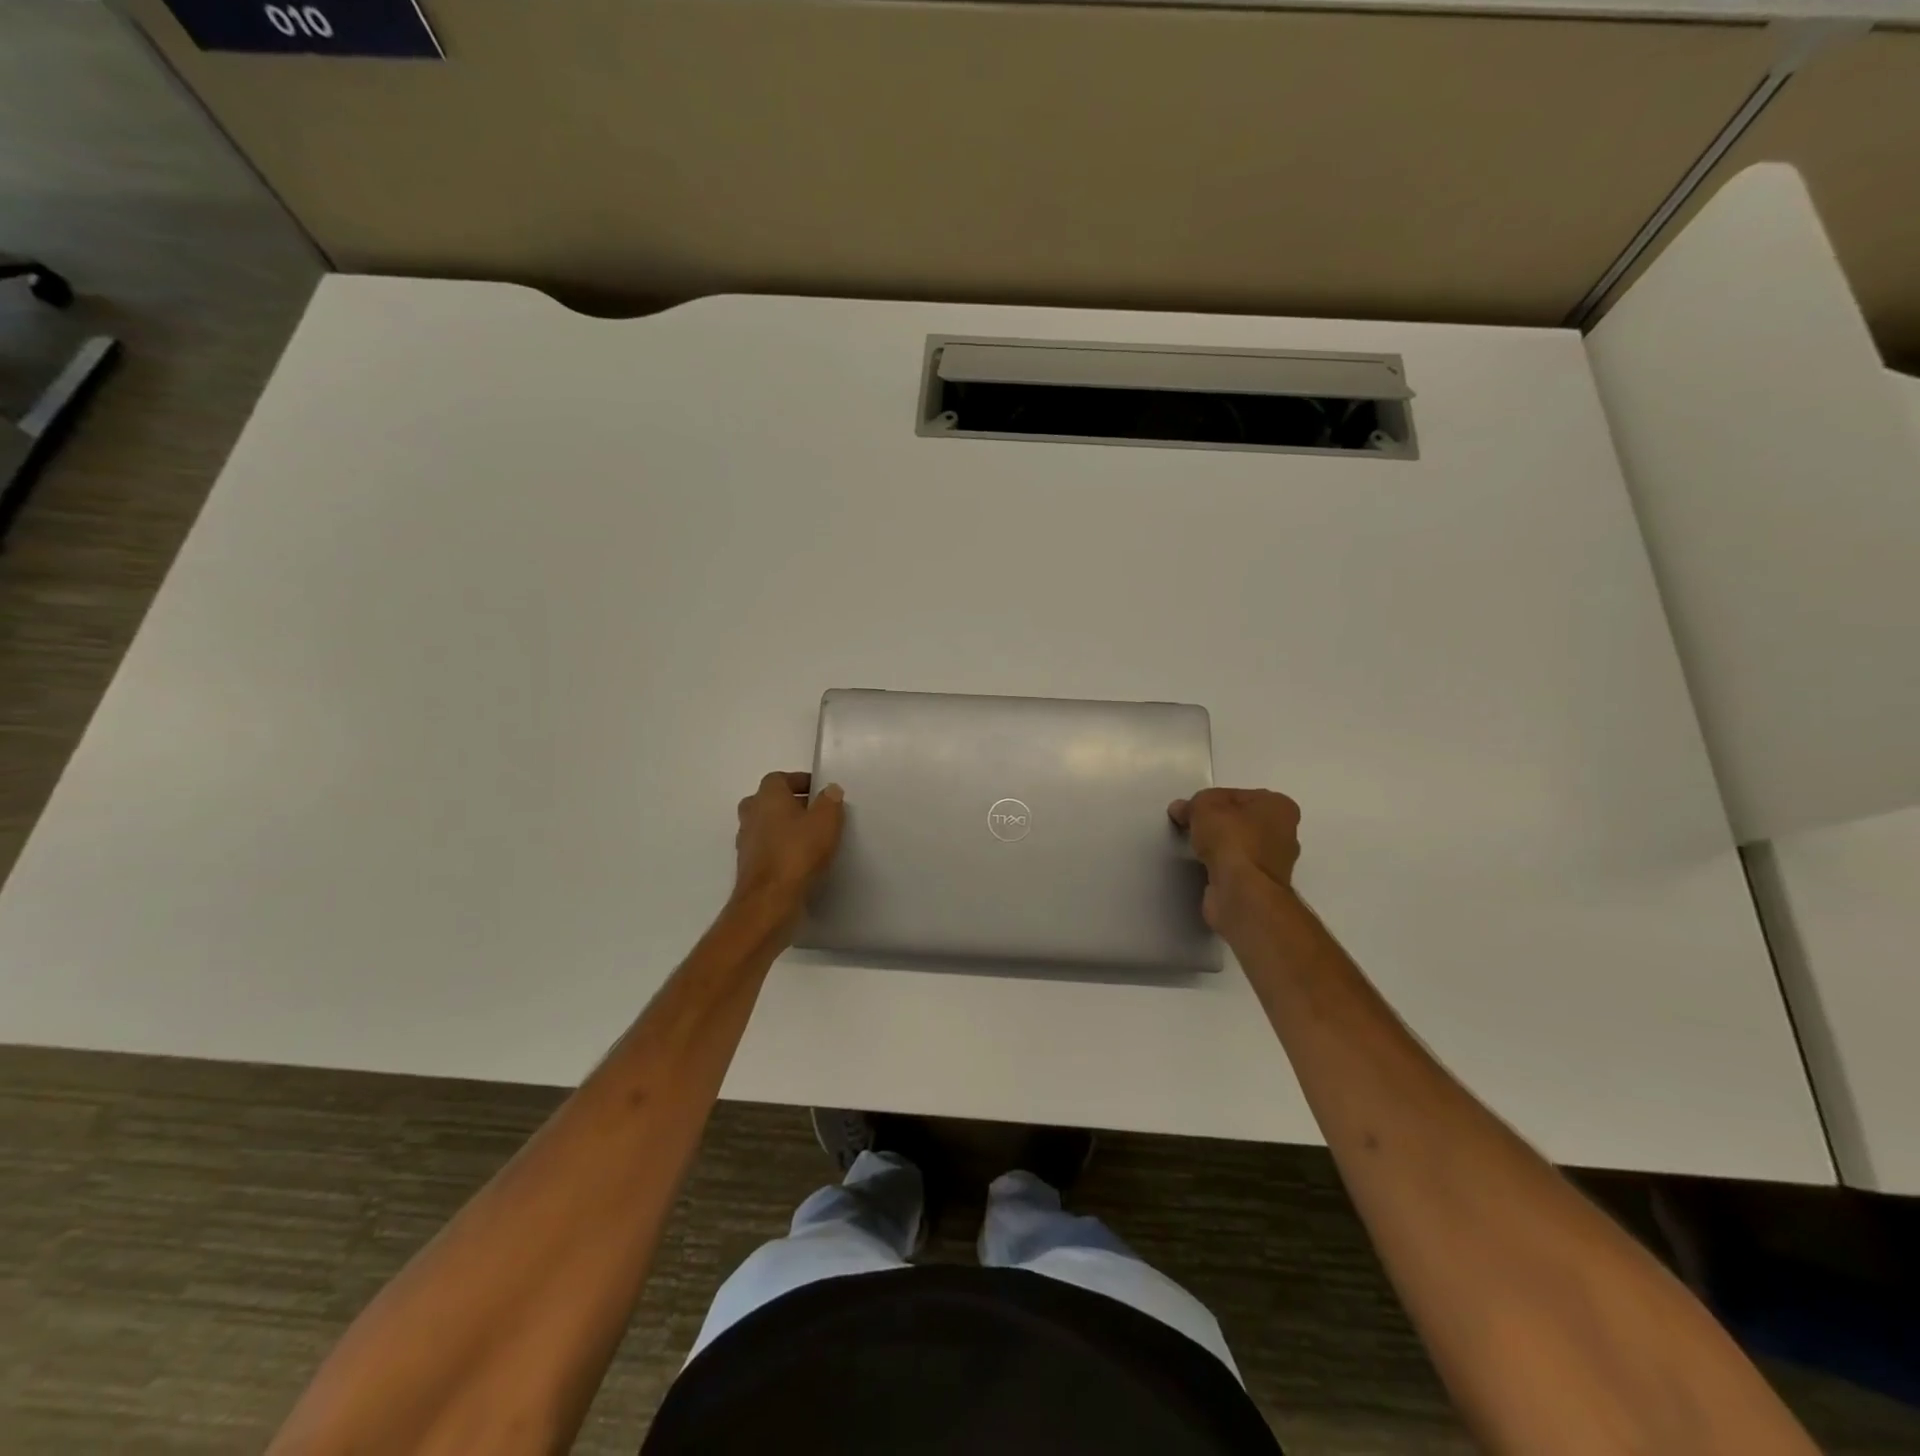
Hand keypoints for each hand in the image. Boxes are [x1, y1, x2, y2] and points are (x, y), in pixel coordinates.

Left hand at [733, 771, 844, 919]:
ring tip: (810, 838)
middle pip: (768, 801)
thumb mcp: (826, 821)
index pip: (779, 778)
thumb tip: (830, 790)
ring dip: (783, 828)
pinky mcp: (748, 866)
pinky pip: (766, 849)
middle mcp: (751, 815)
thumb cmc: (798, 852)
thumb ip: (830, 801)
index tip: (819, 791)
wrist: (769, 901)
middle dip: (790, 804)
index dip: (799, 781)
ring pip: (765, 826)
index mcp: (767, 797)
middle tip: (814, 813)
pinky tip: (799, 860)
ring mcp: (746, 842)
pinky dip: (780, 849)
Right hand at [1169, 787, 1301, 930]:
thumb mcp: (1204, 805)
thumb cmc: (1232, 839)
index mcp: (1279, 806)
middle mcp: (1284, 833)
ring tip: (1195, 849)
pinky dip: (1220, 868)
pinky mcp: (1261, 887)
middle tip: (1192, 828)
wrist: (1241, 892)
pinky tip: (1205, 868)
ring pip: (1239, 846)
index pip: (1238, 796)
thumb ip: (1193, 803)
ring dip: (1219, 848)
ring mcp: (1275, 863)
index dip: (1211, 801)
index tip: (1191, 811)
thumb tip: (1182, 810)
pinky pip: (1235, 869)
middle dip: (1218, 824)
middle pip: (1242, 821)